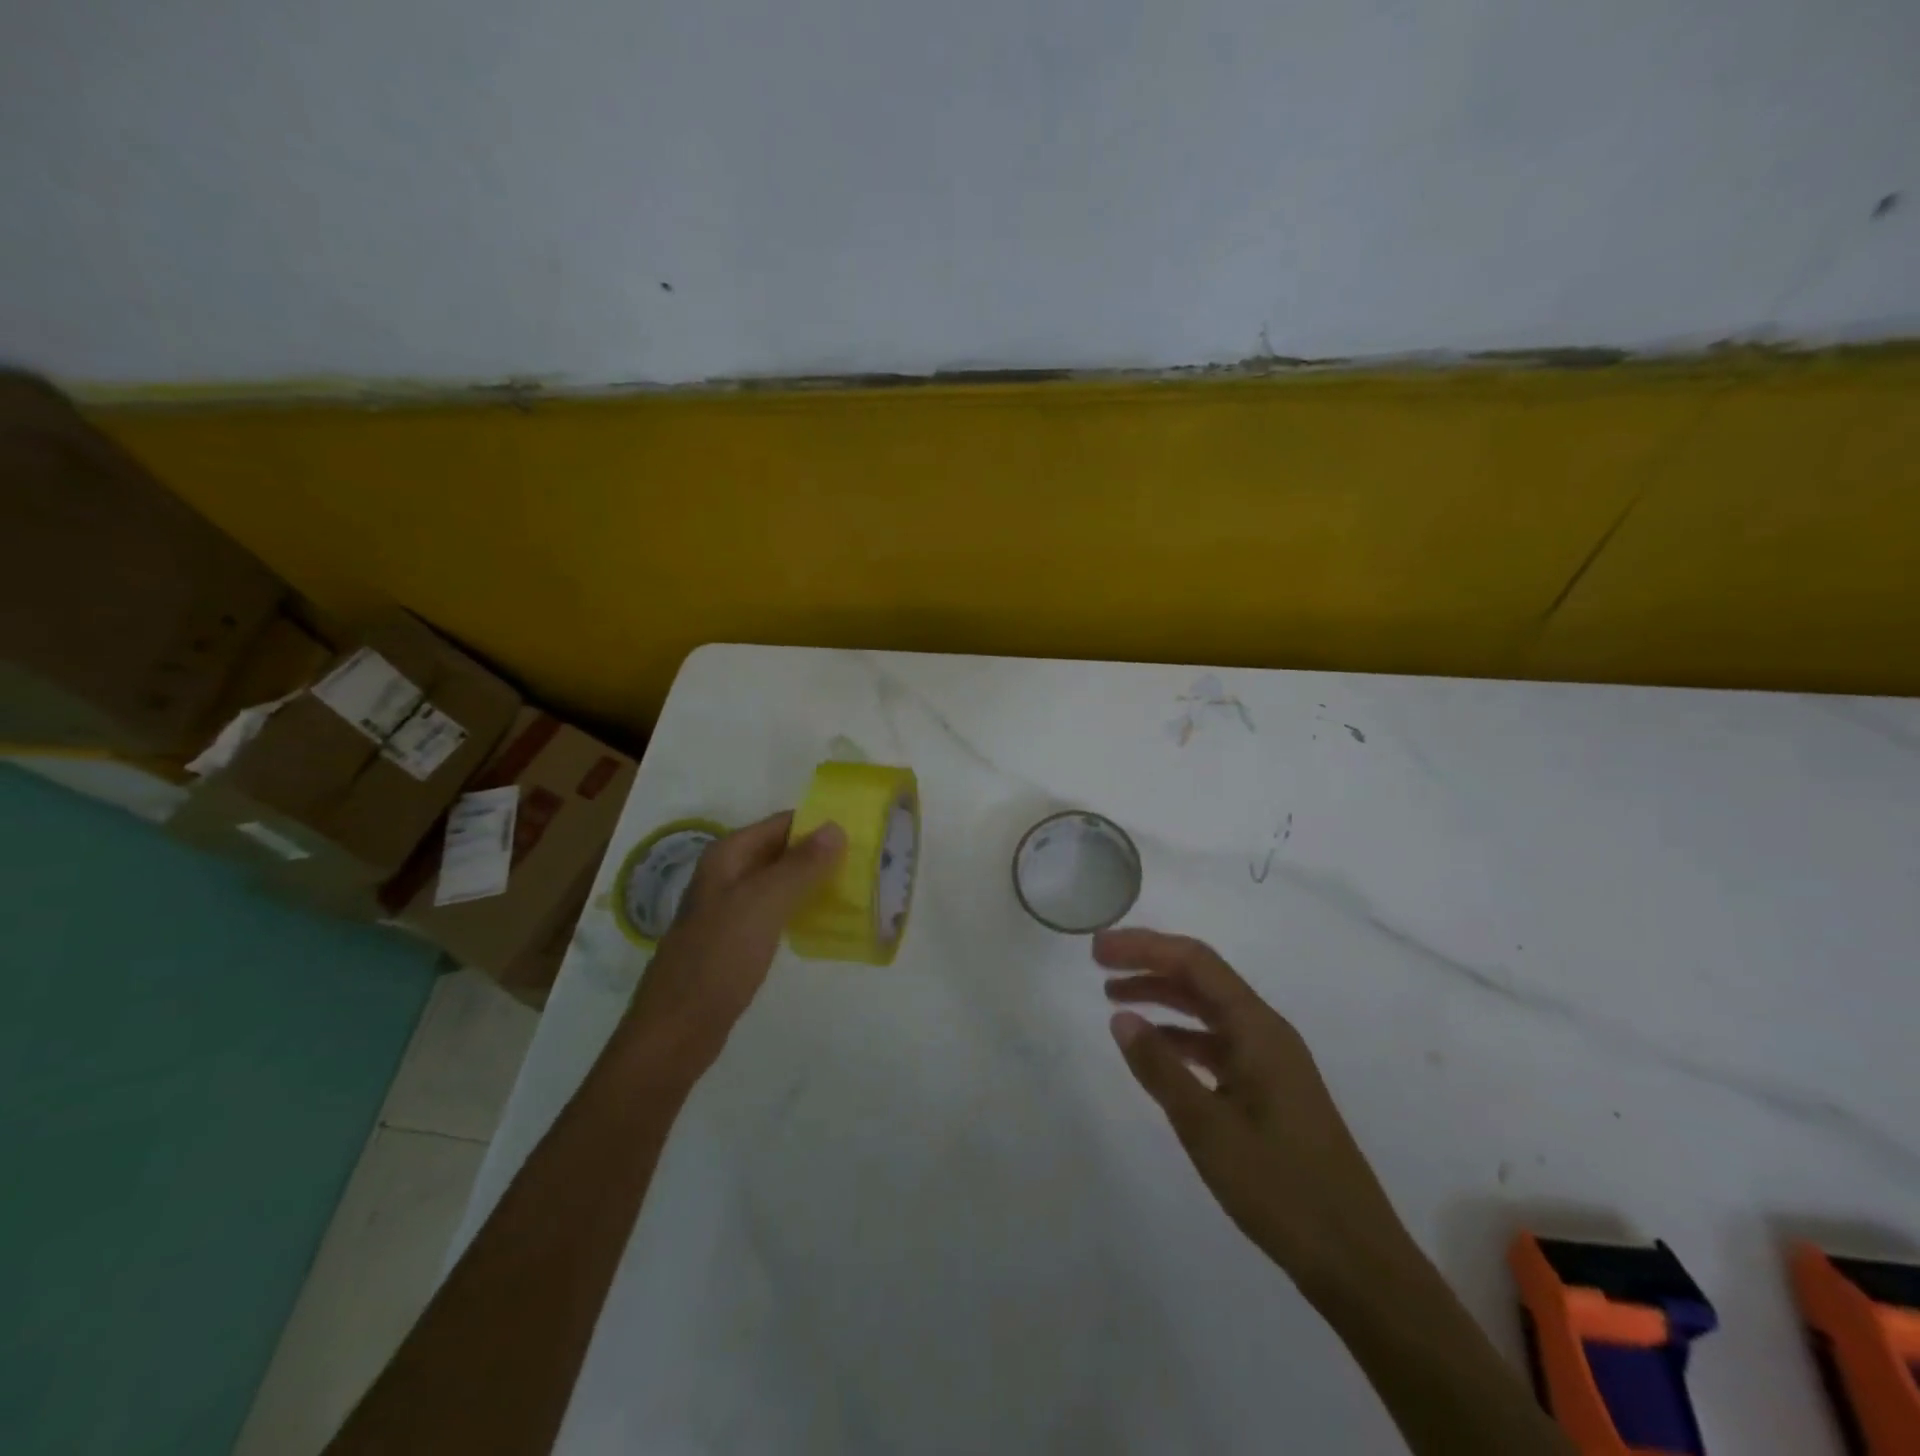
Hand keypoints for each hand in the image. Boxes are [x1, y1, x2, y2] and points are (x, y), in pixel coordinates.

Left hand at [615, 812, 844, 1086]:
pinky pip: (776, 911)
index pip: (782, 823)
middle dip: (821, 854)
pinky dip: (801, 909)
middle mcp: (727, 875)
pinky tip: (827, 921)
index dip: (819, 824)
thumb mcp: (763, 904)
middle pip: (782, 851)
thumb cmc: (719, 958)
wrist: (677, 1030)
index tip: (862, 833)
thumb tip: (835, 826)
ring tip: (857, 888)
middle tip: (868, 863)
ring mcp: (730, 908)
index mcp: (728, 856)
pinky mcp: (737, 939)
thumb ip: (800, 865)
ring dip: (814, 882)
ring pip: (780, 882)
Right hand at [1096, 927, 1410, 1299]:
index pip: (1195, 962)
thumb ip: (1161, 1069)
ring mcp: (1270, 1062)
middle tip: (1099, 963)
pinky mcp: (1269, 1090)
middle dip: (1149, 965)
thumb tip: (1121, 1018)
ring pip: (1207, 1011)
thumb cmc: (1282, 1188)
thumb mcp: (1208, 1128)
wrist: (1357, 1261)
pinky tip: (1155, 1050)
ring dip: (1162, 998)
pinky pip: (1216, 1044)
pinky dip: (1180, 1037)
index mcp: (1258, 1029)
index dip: (1145, 947)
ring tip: (1114, 1000)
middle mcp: (1266, 1032)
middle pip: (1201, 978)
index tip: (1100, 948)